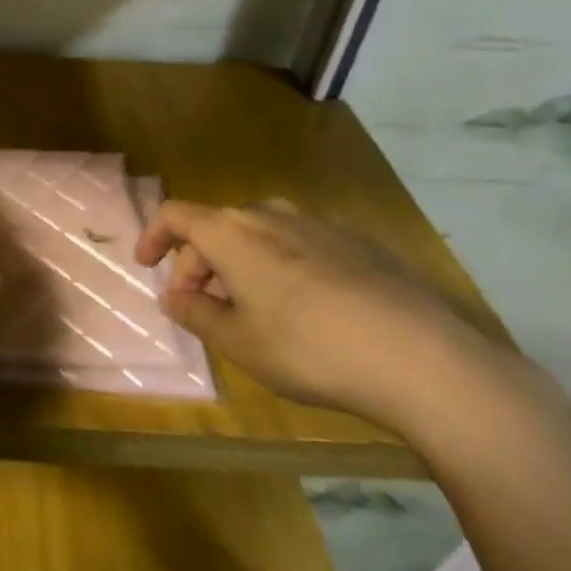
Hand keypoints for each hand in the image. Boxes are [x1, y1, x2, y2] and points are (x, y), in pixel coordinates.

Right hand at [138, 198, 512, 434]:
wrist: (423, 357)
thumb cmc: (310, 348)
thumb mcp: (239, 342)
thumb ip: (196, 314)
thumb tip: (174, 297)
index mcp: (231, 232)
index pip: (175, 215)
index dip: (153, 237)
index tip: (146, 266)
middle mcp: (270, 213)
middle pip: (217, 226)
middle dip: (199, 263)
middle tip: (202, 307)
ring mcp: (319, 223)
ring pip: (260, 234)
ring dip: (241, 264)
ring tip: (251, 308)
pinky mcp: (359, 241)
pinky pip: (301, 243)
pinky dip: (283, 265)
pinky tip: (307, 308)